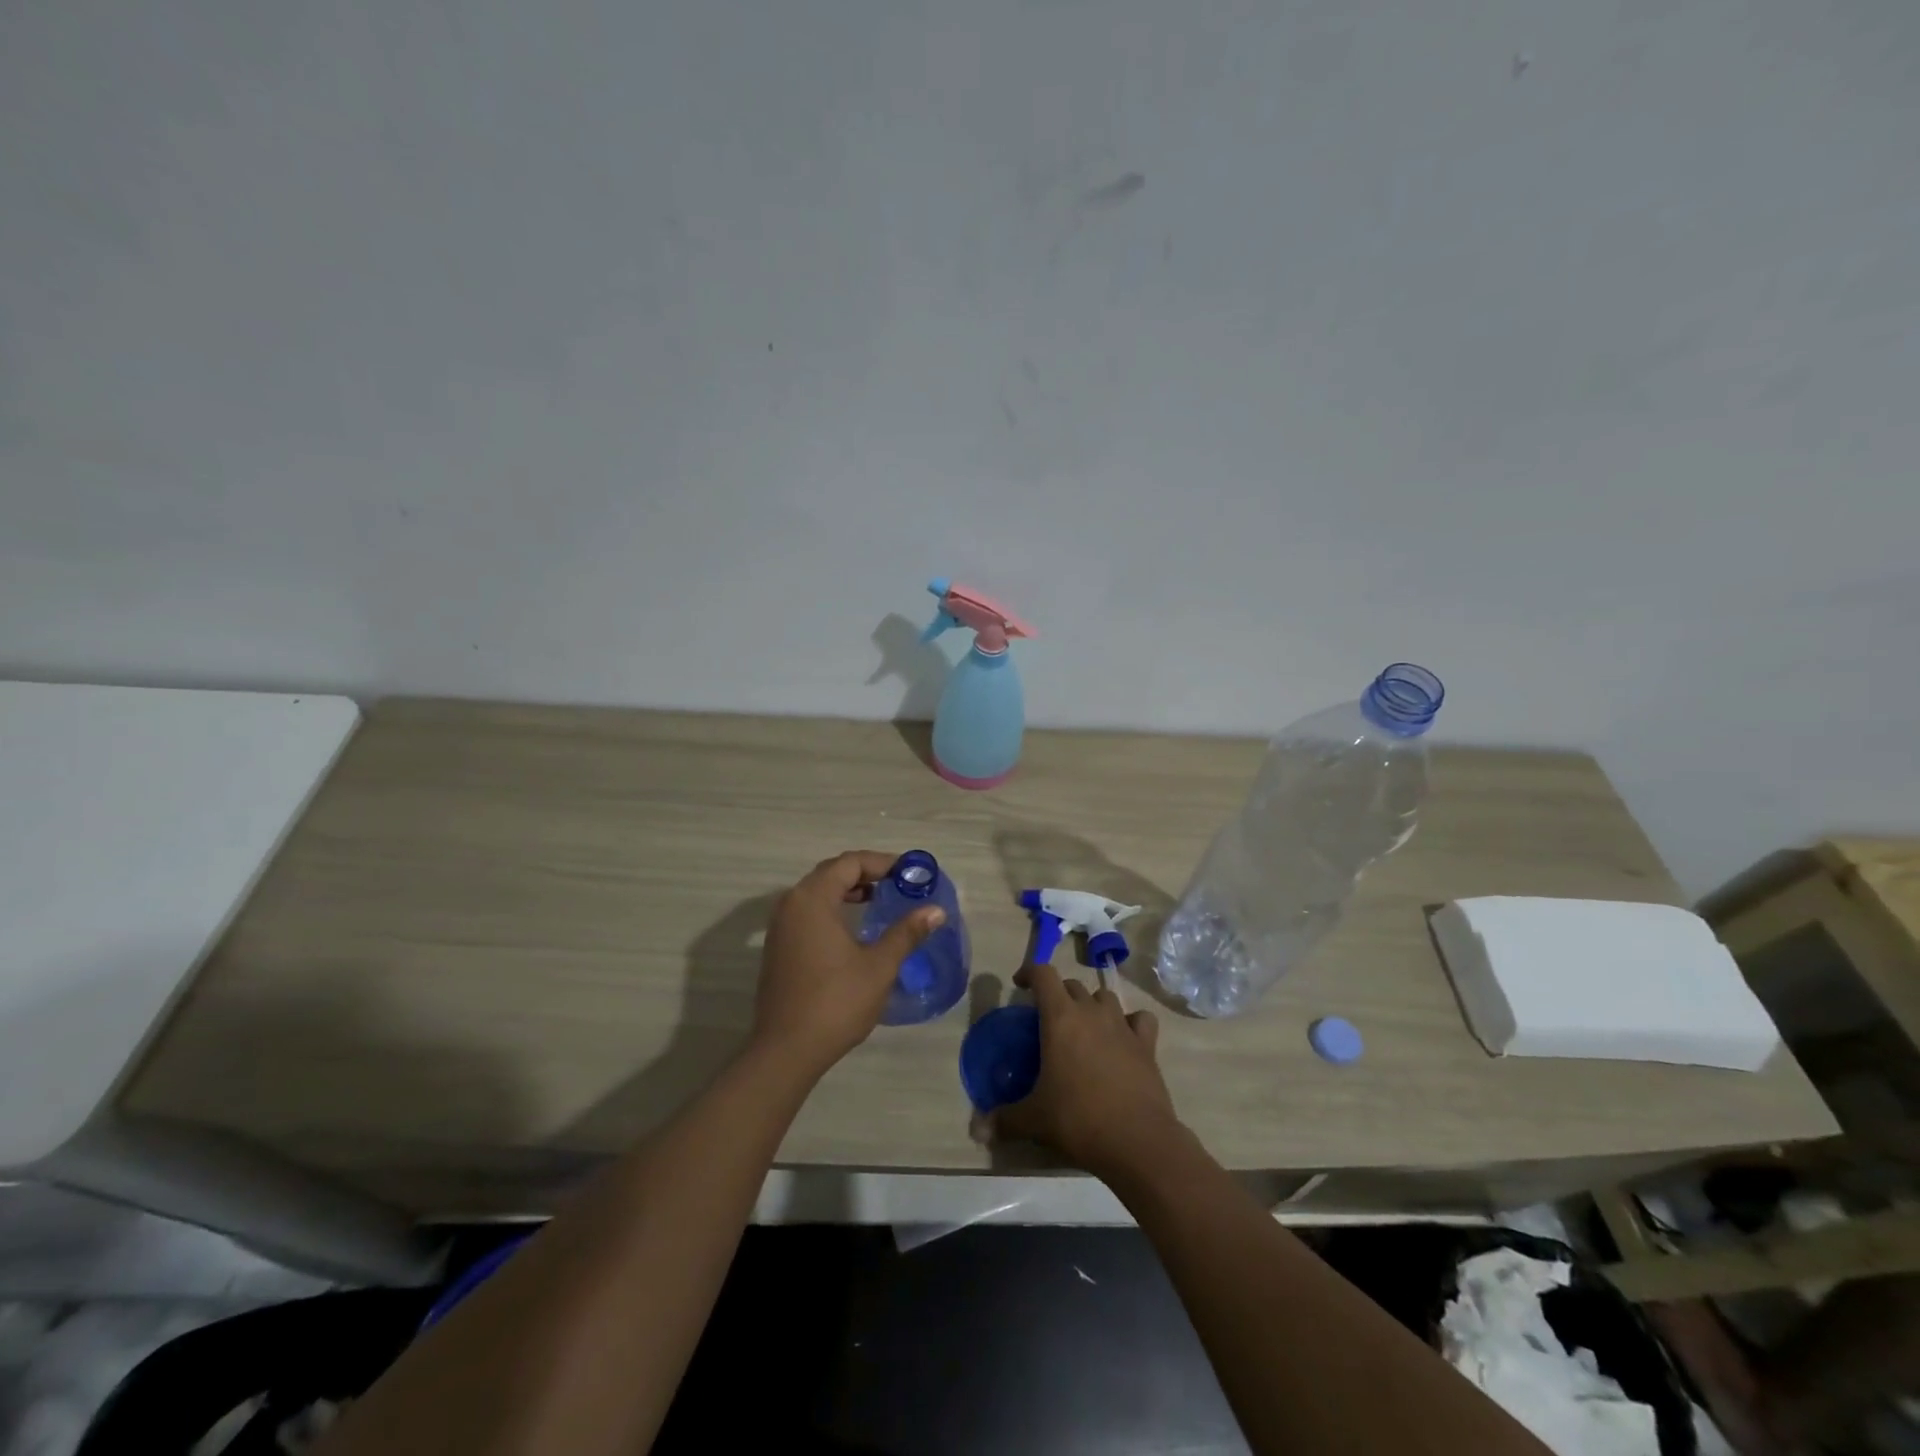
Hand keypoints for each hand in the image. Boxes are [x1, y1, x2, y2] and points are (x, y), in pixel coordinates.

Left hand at [752, 851, 944, 1079]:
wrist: (786, 1050)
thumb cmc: (836, 1002)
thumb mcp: (879, 966)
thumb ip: (907, 932)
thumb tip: (936, 910)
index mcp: (813, 899)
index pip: (850, 863)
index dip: (882, 863)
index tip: (910, 873)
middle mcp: (791, 903)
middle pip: (832, 872)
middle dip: (866, 873)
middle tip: (899, 884)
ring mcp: (780, 926)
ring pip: (818, 892)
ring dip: (848, 890)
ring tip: (880, 901)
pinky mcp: (778, 947)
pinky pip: (808, 911)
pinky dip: (833, 908)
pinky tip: (854, 928)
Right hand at [993, 963, 1184, 1179]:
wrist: (1136, 1140)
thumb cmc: (1078, 1119)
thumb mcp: (1034, 1119)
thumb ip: (1005, 1118)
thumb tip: (979, 1129)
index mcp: (1060, 1017)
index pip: (1043, 974)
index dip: (1029, 972)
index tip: (1020, 985)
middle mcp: (1091, 1011)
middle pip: (1072, 985)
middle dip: (1058, 995)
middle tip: (1048, 1019)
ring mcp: (1122, 1025)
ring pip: (1104, 997)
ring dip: (1092, 1005)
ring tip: (1084, 1028)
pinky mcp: (1147, 1044)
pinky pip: (1139, 1019)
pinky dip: (1131, 1022)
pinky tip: (1124, 1038)